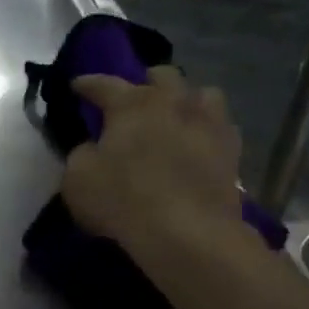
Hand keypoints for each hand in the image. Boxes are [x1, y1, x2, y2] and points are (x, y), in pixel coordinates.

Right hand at [61, 67, 246, 259]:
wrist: (187, 232)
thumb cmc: (123, 200)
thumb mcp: (77, 179)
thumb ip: (81, 155)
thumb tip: (92, 148)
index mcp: (132, 104)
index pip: (104, 84)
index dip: (87, 84)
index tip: (77, 85)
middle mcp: (174, 102)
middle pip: (162, 75)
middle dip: (145, 83)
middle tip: (134, 100)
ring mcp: (209, 123)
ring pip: (202, 94)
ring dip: (185, 100)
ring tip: (175, 117)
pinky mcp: (232, 150)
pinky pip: (220, 127)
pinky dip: (206, 130)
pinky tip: (198, 145)